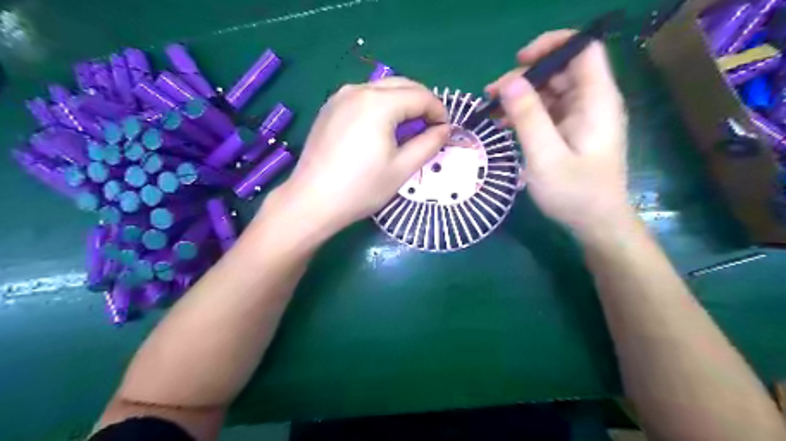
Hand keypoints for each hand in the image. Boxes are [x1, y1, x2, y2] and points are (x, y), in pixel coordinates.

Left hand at [260, 76, 450, 240]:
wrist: (312, 201)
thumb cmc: (361, 188)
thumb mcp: (402, 169)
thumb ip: (428, 144)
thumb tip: (445, 130)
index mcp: (379, 103)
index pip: (420, 96)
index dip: (439, 111)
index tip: (445, 131)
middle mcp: (358, 90)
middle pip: (402, 85)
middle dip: (422, 103)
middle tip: (430, 129)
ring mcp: (340, 97)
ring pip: (382, 89)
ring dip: (402, 103)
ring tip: (408, 130)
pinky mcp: (329, 108)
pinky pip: (363, 98)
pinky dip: (381, 107)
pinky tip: (381, 129)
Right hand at [487, 30, 630, 239]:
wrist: (596, 224)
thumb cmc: (575, 193)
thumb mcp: (546, 157)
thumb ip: (529, 118)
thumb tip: (510, 83)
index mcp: (596, 101)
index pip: (583, 50)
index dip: (553, 45)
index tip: (519, 61)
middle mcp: (591, 103)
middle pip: (560, 71)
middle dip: (525, 77)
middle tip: (491, 94)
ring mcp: (580, 118)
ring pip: (549, 92)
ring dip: (520, 96)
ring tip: (489, 109)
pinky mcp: (570, 133)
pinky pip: (546, 112)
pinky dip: (524, 113)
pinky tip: (503, 123)